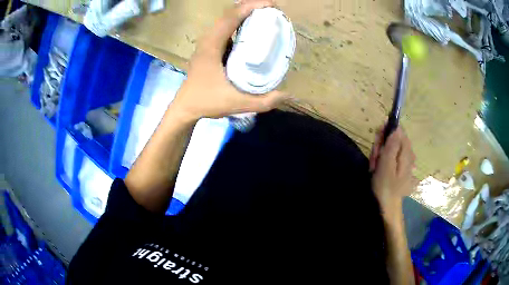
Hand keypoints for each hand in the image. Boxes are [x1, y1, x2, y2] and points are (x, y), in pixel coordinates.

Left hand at [170, 0, 287, 120]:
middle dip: (250, 7)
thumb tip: (288, 95)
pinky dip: (238, 24)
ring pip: (226, 21)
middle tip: (272, 9)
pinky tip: (251, 30)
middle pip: (229, 15)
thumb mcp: (236, 102)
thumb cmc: (206, 102)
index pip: (231, 17)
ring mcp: (206, 43)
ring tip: (264, 15)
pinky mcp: (208, 48)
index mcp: (211, 46)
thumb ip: (264, 101)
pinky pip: (224, 30)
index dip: (251, 6)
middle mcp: (208, 40)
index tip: (271, 4)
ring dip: (244, 14)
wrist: (185, 108)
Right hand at [370, 126, 417, 216]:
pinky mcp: (400, 170)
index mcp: (406, 153)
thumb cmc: (385, 187)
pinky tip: (378, 169)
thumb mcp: (386, 165)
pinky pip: (391, 158)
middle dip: (382, 145)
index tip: (378, 136)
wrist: (387, 208)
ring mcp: (405, 164)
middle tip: (374, 158)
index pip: (399, 132)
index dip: (388, 131)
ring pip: (391, 149)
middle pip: (395, 140)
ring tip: (374, 167)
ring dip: (380, 154)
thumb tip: (396, 128)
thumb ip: (392, 145)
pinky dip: (383, 161)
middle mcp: (408, 156)